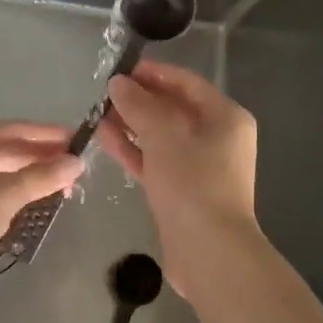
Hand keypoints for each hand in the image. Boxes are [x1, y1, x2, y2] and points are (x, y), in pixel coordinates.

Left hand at [0, 121, 81, 319]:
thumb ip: (41, 176)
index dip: (47, 135)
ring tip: (61, 187)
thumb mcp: (4, 196)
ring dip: (29, 178)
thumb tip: (76, 162)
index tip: (78, 141)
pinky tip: (33, 205)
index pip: (14, 129)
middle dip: (41, 157)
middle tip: (75, 168)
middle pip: (6, 149)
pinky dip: (14, 196)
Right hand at [96, 62, 258, 298]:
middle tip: (103, 93)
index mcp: (225, 117)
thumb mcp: (163, 134)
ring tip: (97, 113)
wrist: (209, 253)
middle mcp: (217, 137)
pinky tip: (104, 138)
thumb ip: (138, 104)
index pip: (186, 82)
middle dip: (138, 99)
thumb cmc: (192, 182)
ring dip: (131, 124)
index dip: (153, 73)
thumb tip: (118, 83)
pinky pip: (156, 160)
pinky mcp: (182, 191)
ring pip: (161, 135)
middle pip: (173, 108)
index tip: (120, 69)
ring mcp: (200, 166)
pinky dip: (134, 149)